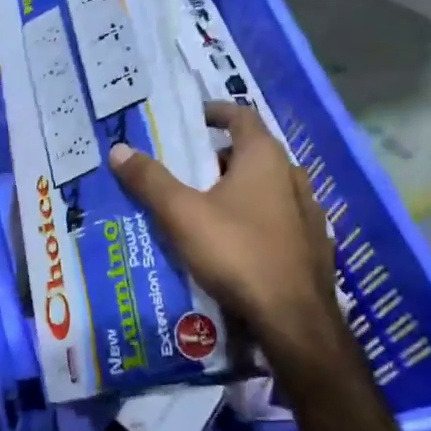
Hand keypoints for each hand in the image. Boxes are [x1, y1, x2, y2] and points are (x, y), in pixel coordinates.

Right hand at [108, 101, 343, 352]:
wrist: (293, 319)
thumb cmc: (236, 253)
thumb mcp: (182, 215)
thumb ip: (150, 181)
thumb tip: (118, 149)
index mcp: (264, 158)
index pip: (241, 115)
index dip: (215, 112)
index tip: (191, 118)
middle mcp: (292, 176)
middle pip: (252, 153)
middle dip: (218, 158)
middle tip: (185, 171)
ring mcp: (308, 212)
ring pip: (266, 188)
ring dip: (237, 190)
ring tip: (204, 208)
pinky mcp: (312, 245)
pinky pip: (278, 218)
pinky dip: (254, 218)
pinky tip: (235, 243)